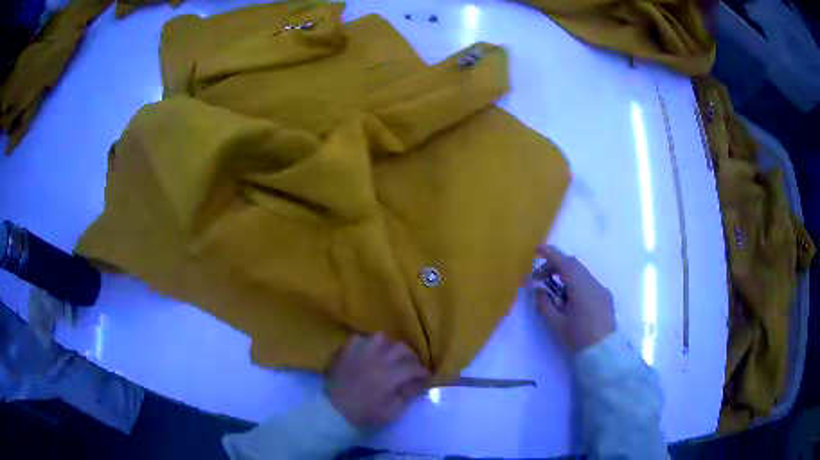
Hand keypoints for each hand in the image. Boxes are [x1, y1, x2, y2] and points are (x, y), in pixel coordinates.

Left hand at [326, 333, 428, 427]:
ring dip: (389, 345)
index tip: (425, 375)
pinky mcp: (347, 353)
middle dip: (410, 356)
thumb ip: (405, 397)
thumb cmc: (362, 414)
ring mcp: (361, 354)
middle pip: (401, 348)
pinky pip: (358, 339)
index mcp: (390, 376)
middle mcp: (378, 361)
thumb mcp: (389, 412)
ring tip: (390, 354)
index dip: (422, 371)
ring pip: (381, 338)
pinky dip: (366, 343)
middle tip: (411, 364)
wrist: (333, 410)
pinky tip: (368, 352)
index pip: (413, 367)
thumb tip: (414, 385)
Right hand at [534, 245, 615, 352]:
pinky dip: (576, 281)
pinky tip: (569, 298)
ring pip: (581, 272)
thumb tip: (537, 289)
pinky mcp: (605, 296)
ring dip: (565, 274)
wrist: (604, 352)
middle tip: (539, 278)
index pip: (564, 263)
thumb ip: (544, 304)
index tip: (536, 250)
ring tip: (553, 290)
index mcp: (581, 288)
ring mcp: (601, 289)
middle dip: (555, 265)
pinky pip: (588, 281)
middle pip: (573, 264)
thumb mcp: (556, 324)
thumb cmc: (578, 338)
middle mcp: (593, 283)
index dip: (550, 254)